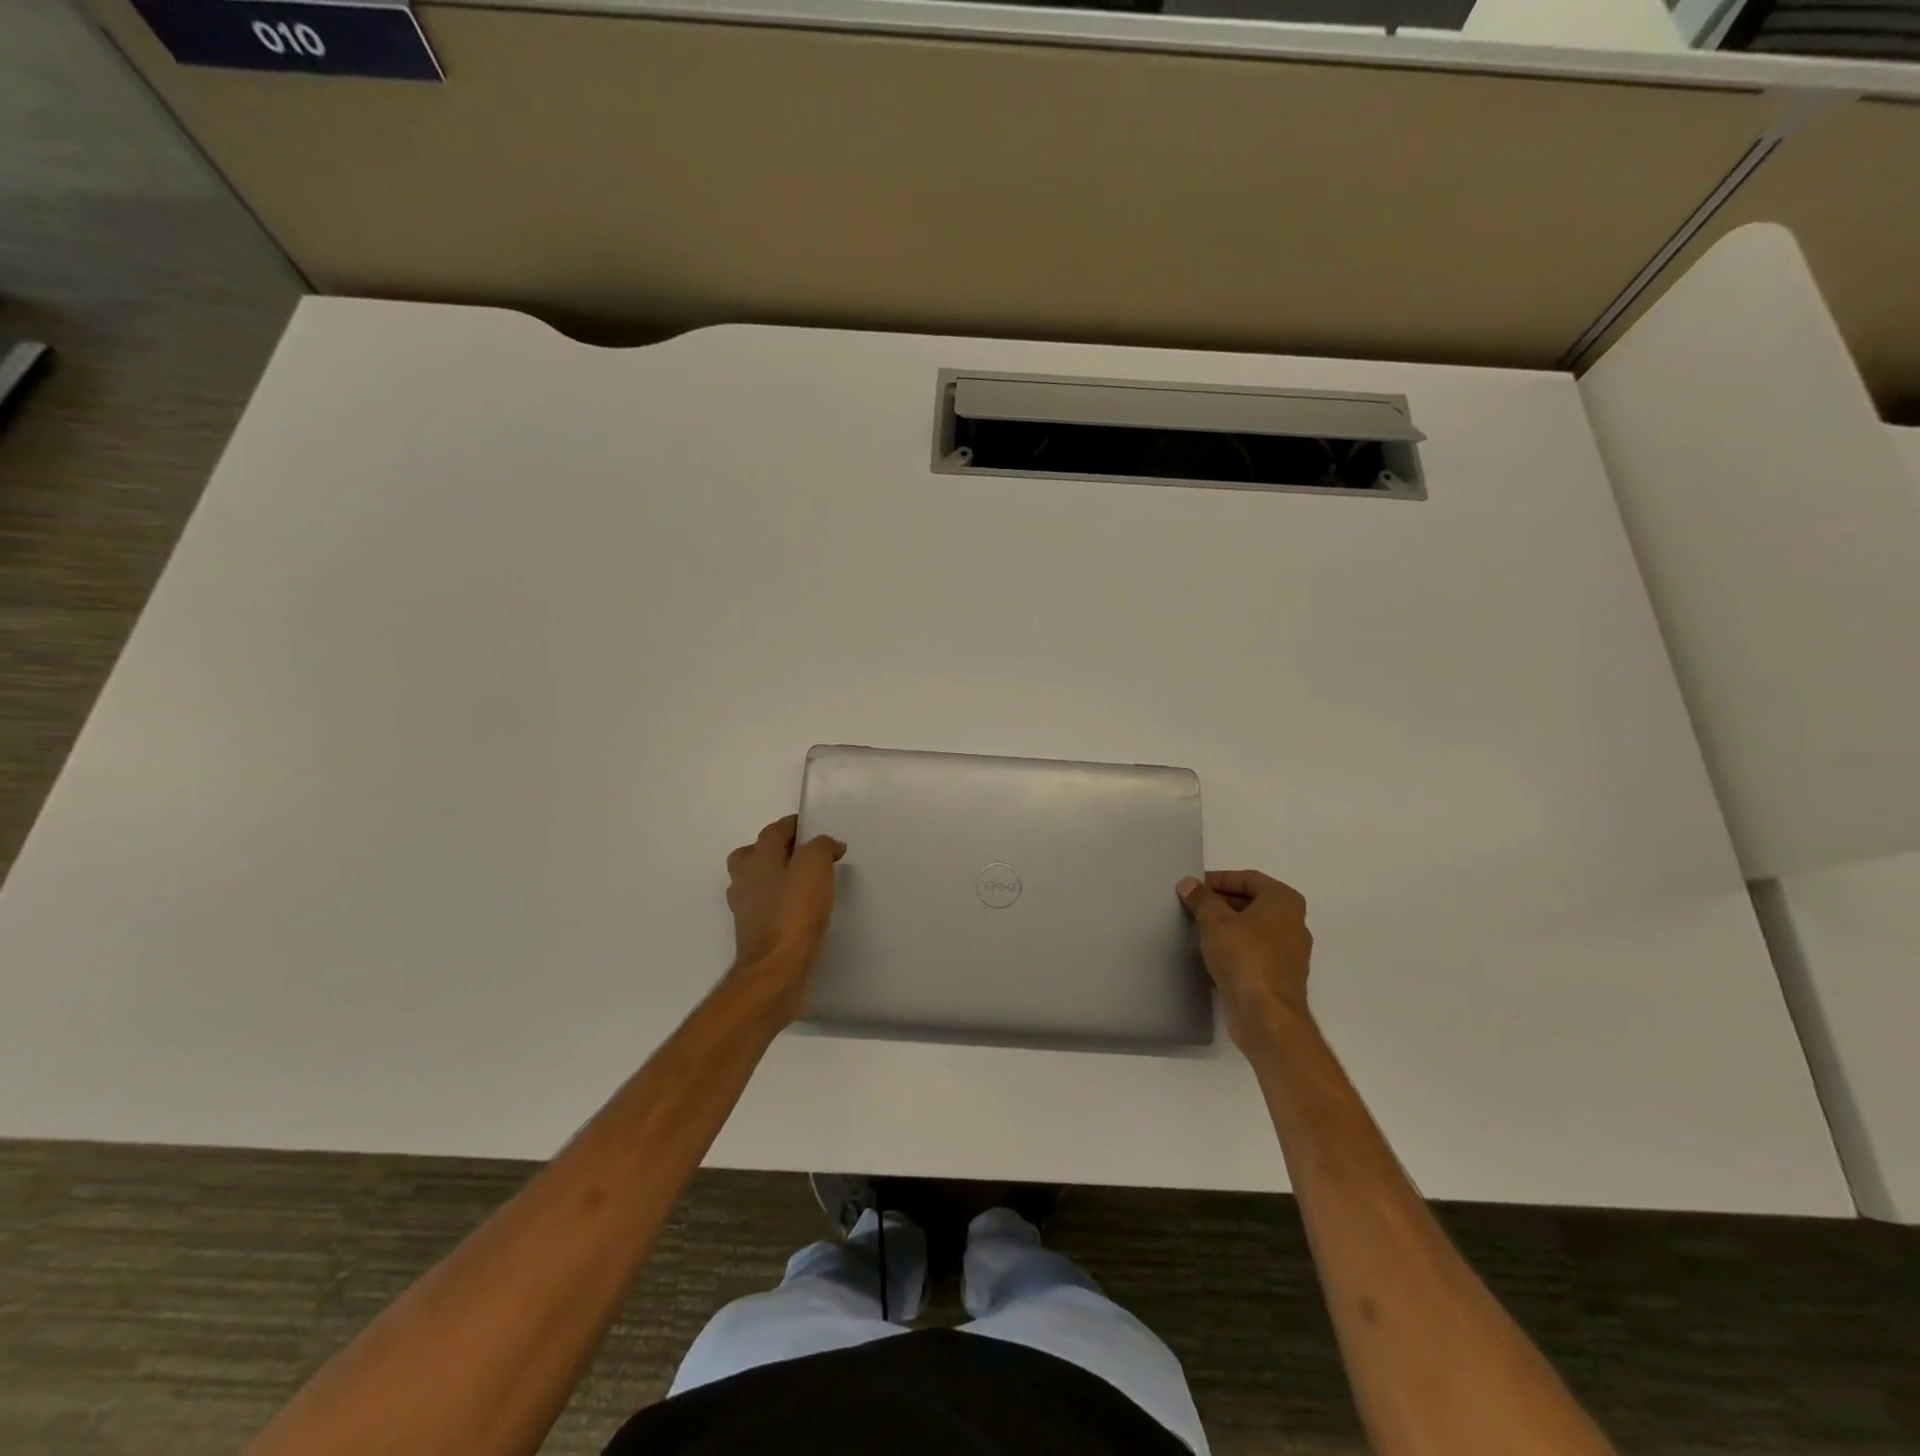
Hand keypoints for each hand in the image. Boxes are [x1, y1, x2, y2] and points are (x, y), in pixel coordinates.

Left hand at [725, 815, 846, 1021]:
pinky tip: (799, 910)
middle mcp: (745, 879)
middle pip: (755, 854)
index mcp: (757, 858)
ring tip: (804, 882)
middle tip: (803, 854)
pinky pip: (765, 907)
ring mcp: (745, 908)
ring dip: (776, 877)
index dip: (796, 826)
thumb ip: (821, 847)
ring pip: (757, 881)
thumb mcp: (815, 866)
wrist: (776, 969)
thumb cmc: (795, 912)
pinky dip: (779, 903)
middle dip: (776, 850)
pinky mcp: (753, 932)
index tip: (816, 830)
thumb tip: (828, 845)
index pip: (774, 831)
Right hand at [1177, 870, 1313, 1049]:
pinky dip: (1233, 949)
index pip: (1248, 878)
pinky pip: (1253, 953)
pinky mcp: (1279, 977)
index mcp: (1284, 902)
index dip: (1219, 879)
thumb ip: (1201, 898)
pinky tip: (1209, 955)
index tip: (1194, 887)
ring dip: (1226, 927)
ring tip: (1196, 928)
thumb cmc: (1244, 957)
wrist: (1266, 1016)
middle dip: (1221, 902)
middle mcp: (1293, 923)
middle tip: (1192, 906)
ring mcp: (1289, 953)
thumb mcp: (1215, 921)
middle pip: (1252, 902)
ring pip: (1252, 929)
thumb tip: (1188, 884)